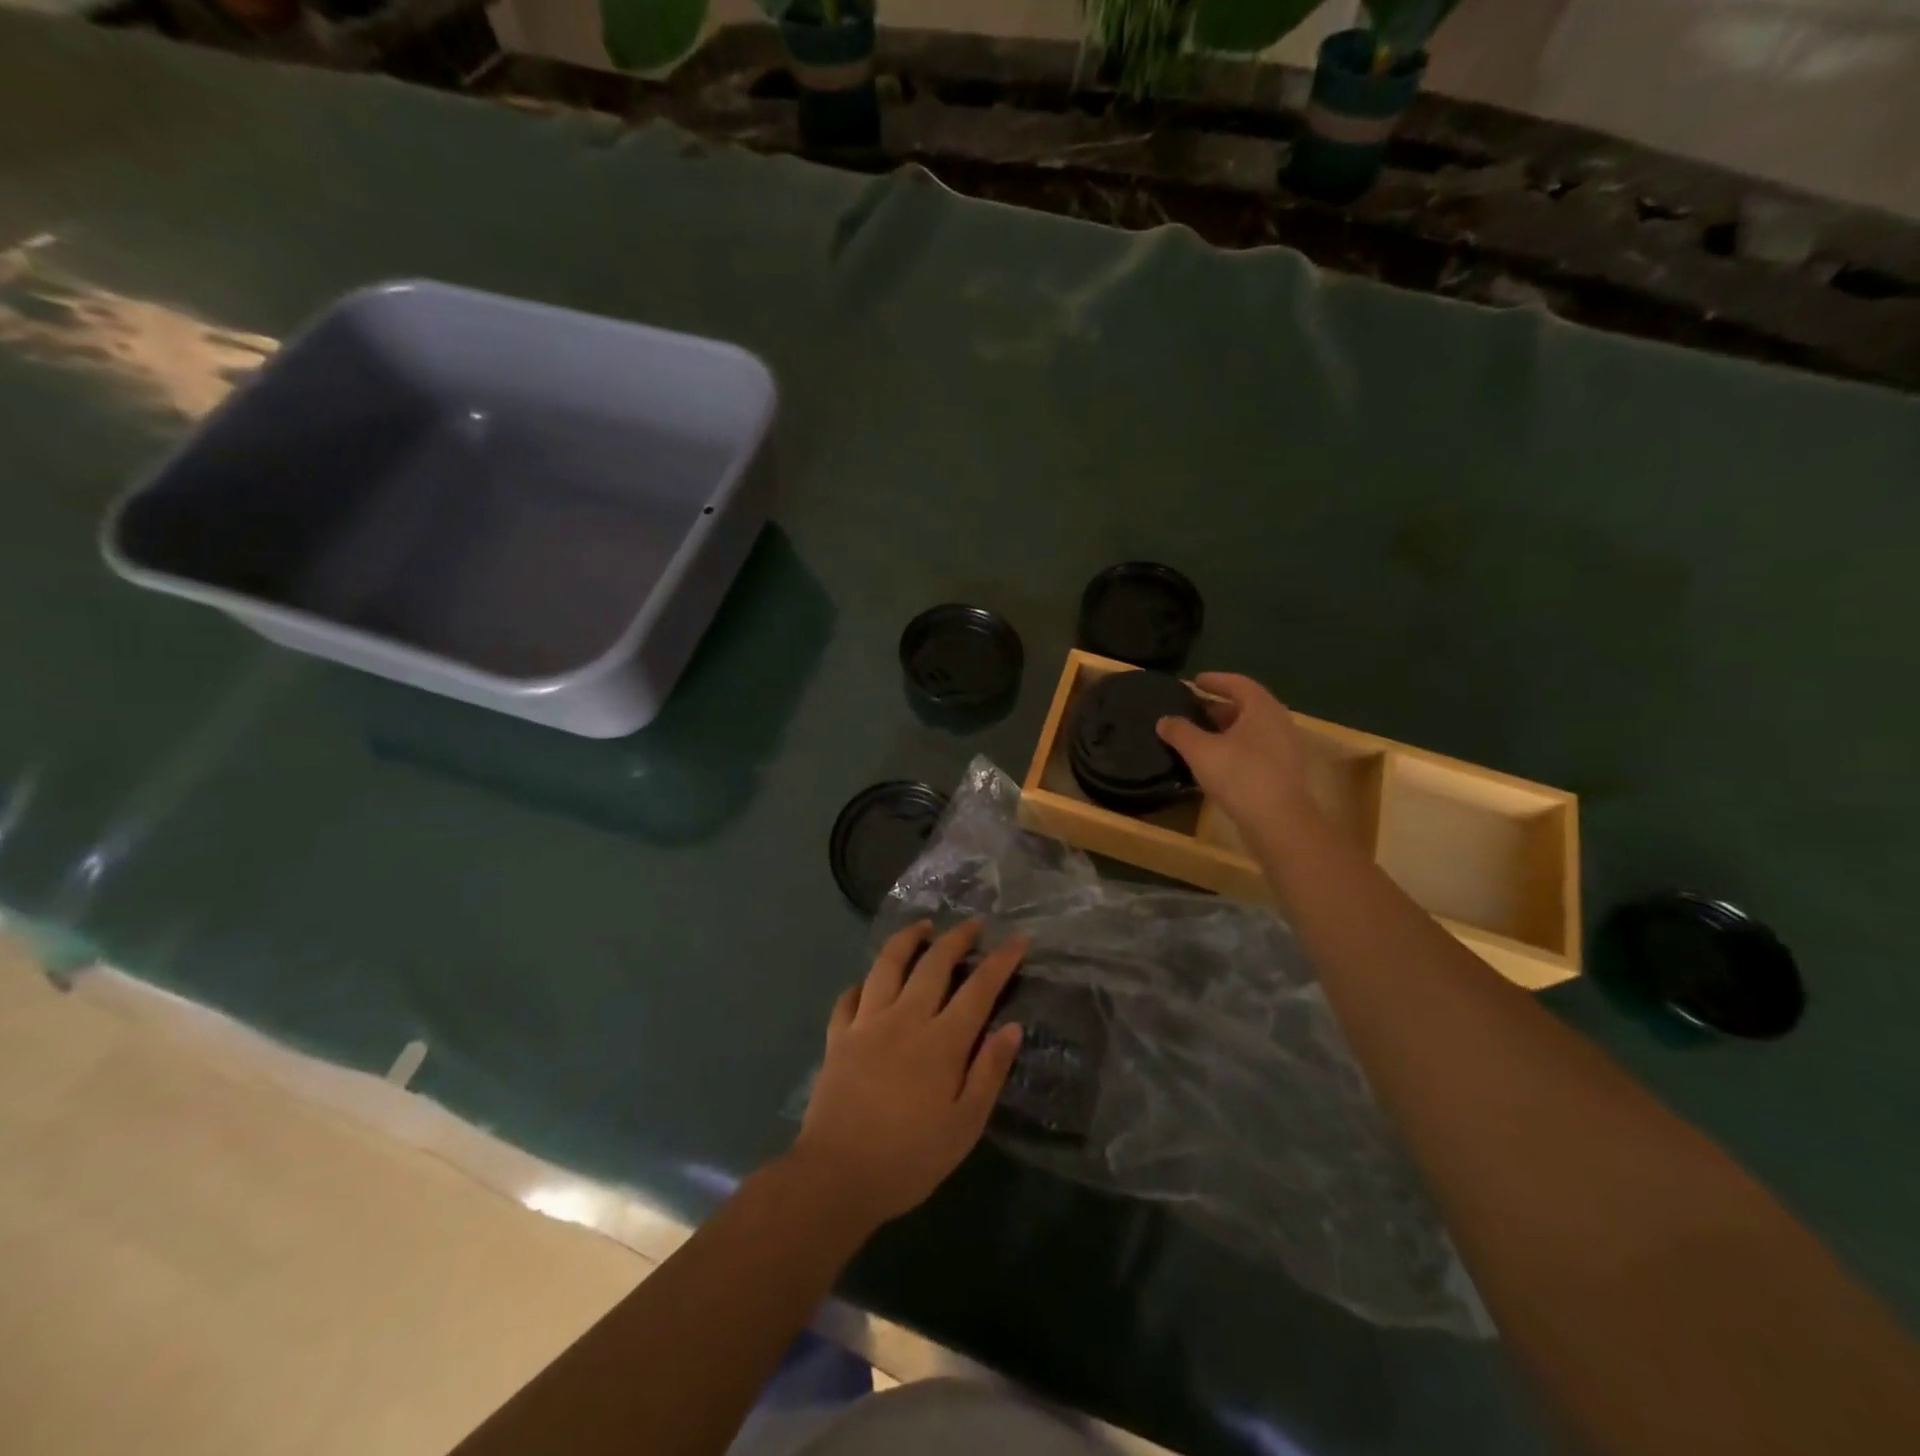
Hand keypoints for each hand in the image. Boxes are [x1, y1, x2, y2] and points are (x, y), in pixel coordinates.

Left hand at [791, 920, 1025, 1228]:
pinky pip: (849, 997)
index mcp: (941, 1042)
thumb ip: (989, 1072)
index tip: (1018, 938)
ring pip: (887, 965)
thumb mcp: (964, 1126)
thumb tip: (1011, 1027)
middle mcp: (905, 1019)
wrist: (836, 1176)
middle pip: (933, 964)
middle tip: (973, 924)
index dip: (1001, 961)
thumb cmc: (910, 1158)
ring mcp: (866, 1023)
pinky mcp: (838, 1036)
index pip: (978, 989)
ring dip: (907, 940)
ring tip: (922, 926)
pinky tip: (869, 981)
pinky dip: (862, 982)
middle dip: (957, 938)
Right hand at [1157, 672, 1313, 837]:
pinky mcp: (1284, 773)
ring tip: (1201, 736)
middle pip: (1247, 707)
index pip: (1238, 683)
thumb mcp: (1200, 750)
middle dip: (1219, 706)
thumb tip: (1164, 720)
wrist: (1278, 822)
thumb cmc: (1239, 776)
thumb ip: (1180, 731)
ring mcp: (1285, 749)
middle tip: (1194, 709)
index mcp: (1262, 709)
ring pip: (1252, 730)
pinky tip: (1216, 762)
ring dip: (1227, 730)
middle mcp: (1279, 723)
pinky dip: (1235, 749)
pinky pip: (1256, 750)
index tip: (1195, 681)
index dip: (1215, 680)